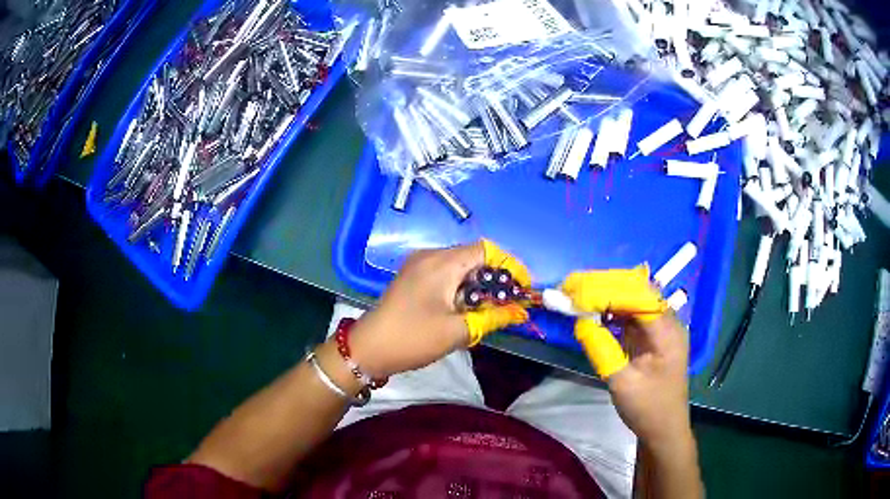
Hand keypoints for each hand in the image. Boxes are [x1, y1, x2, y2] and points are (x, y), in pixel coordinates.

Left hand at [346, 240, 529, 377]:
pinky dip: (461, 287)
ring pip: (459, 267)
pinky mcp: (412, 278)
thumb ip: (492, 318)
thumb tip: (520, 312)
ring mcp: (418, 266)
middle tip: (508, 303)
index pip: (486, 250)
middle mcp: (430, 256)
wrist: (368, 349)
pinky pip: (445, 274)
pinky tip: (465, 308)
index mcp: (442, 263)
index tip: (521, 288)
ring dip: (478, 284)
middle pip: (473, 257)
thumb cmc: (413, 338)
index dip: (509, 266)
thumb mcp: (457, 331)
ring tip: (489, 309)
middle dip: (495, 278)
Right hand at [561, 266, 691, 447]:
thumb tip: (580, 322)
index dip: (607, 289)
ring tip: (577, 295)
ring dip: (606, 296)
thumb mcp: (622, 383)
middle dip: (604, 287)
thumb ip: (602, 350)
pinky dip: (611, 311)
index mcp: (666, 332)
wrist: (664, 429)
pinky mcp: (651, 337)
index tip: (576, 290)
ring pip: (632, 301)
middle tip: (571, 288)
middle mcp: (666, 323)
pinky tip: (593, 312)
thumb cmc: (648, 409)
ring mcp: (660, 329)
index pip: (638, 296)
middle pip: (636, 292)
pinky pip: (631, 316)